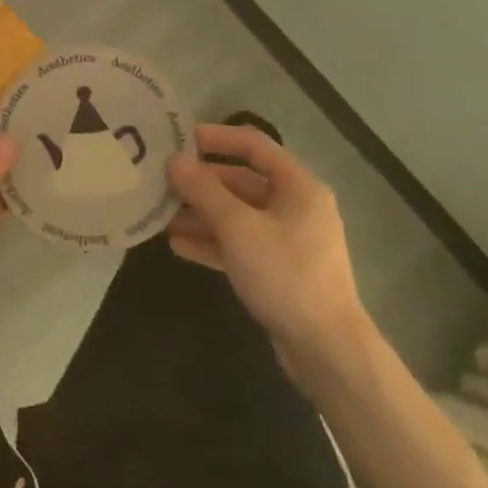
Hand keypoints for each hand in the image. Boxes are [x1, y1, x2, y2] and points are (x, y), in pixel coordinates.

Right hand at [166, 124, 370, 382]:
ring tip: (161, 216)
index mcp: (298, 187)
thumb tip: (174, 160)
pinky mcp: (277, 270)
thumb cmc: (285, 275)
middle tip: (161, 182)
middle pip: (241, 182)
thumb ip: (204, 191)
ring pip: (236, 215)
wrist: (326, 350)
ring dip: (200, 214)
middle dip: (200, 183)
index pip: (253, 145)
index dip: (216, 137)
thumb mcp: (238, 228)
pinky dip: (211, 242)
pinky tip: (177, 245)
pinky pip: (239, 244)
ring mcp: (286, 240)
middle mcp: (295, 207)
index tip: (178, 138)